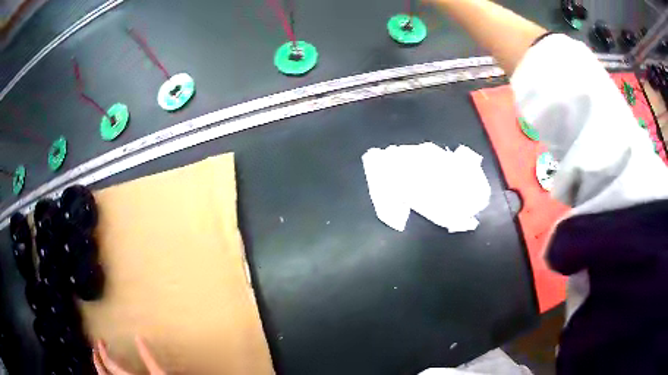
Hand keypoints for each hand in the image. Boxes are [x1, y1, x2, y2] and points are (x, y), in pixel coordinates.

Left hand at [93, 336, 165, 374]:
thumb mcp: (158, 373)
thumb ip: (148, 357)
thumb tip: (138, 337)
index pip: (108, 362)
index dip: (102, 350)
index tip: (100, 341)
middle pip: (102, 373)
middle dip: (97, 360)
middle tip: (95, 350)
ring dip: (101, 370)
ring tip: (100, 362)